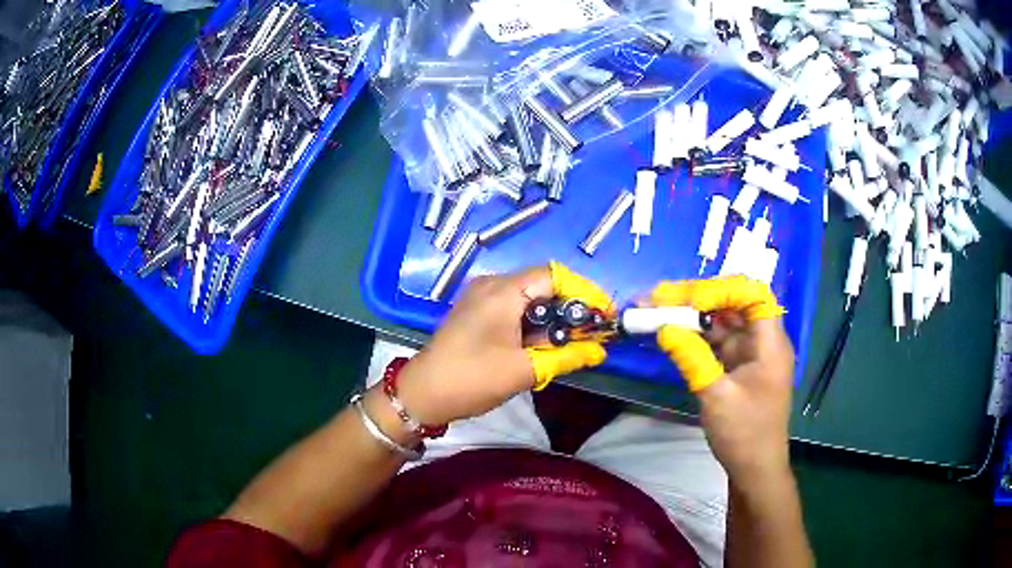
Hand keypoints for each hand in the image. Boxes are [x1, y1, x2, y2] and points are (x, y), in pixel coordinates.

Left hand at [396, 262, 612, 425]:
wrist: (422, 394)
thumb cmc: (472, 379)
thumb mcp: (524, 370)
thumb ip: (565, 357)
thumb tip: (599, 351)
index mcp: (503, 291)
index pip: (555, 276)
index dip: (584, 292)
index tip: (603, 315)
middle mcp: (492, 284)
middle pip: (543, 284)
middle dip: (570, 307)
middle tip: (590, 333)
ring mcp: (481, 297)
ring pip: (529, 297)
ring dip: (552, 317)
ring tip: (570, 343)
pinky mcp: (476, 312)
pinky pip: (514, 307)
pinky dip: (533, 322)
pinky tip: (542, 344)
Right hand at [650, 276, 793, 480]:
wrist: (754, 469)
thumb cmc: (744, 434)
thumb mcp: (717, 397)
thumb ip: (692, 359)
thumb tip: (664, 328)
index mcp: (770, 343)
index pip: (753, 296)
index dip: (723, 290)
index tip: (690, 301)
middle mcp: (762, 340)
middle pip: (733, 303)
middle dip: (697, 297)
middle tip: (658, 298)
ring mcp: (749, 352)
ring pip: (721, 320)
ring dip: (690, 314)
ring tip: (655, 309)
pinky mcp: (737, 365)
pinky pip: (715, 340)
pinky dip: (693, 335)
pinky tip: (670, 332)